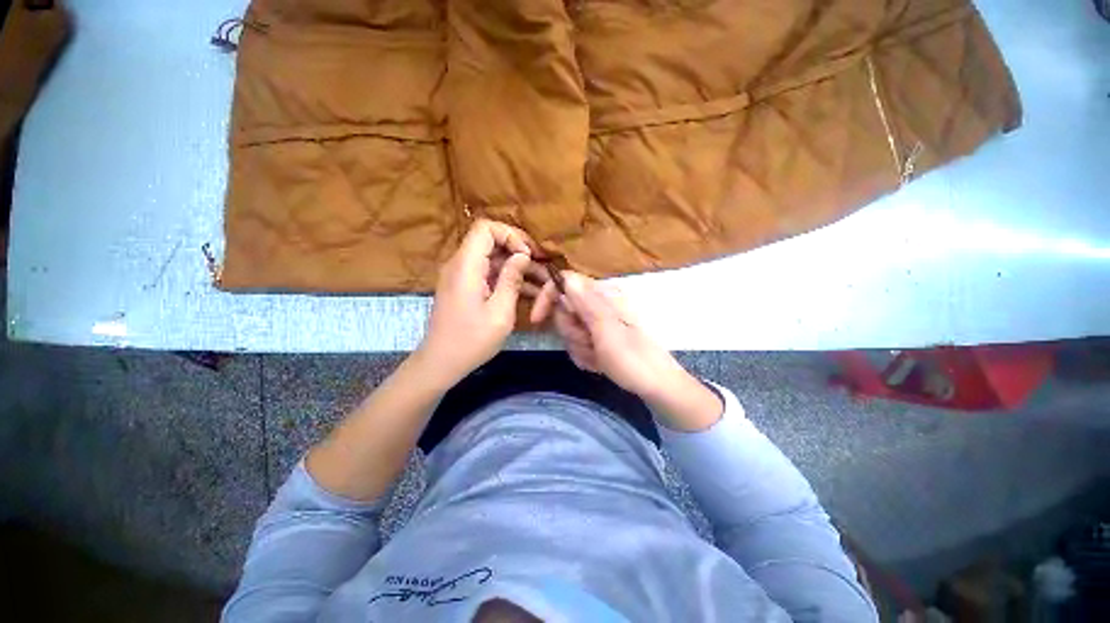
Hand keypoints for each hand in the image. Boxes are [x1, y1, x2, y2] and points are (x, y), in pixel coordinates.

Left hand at [417, 219, 547, 385]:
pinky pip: (486, 272)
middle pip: (489, 241)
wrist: (440, 363)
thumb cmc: (471, 340)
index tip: (527, 256)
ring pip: (490, 257)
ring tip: (539, 282)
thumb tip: (522, 255)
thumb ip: (512, 279)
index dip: (510, 235)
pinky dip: (505, 277)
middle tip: (540, 267)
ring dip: (514, 266)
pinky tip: (525, 291)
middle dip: (517, 251)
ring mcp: (460, 275)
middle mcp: (459, 264)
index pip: (485, 228)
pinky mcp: (463, 287)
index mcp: (466, 266)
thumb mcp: (500, 312)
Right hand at [531, 271, 722, 429]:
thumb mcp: (606, 330)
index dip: (548, 298)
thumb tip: (566, 276)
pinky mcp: (600, 338)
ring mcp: (600, 323)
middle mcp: (600, 305)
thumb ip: (585, 303)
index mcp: (604, 295)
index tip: (537, 320)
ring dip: (579, 347)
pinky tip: (599, 363)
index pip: (565, 283)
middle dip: (570, 331)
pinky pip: (578, 344)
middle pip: (564, 309)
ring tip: (598, 357)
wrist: (656, 387)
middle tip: (589, 343)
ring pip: (570, 330)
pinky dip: (585, 355)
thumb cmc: (633, 359)